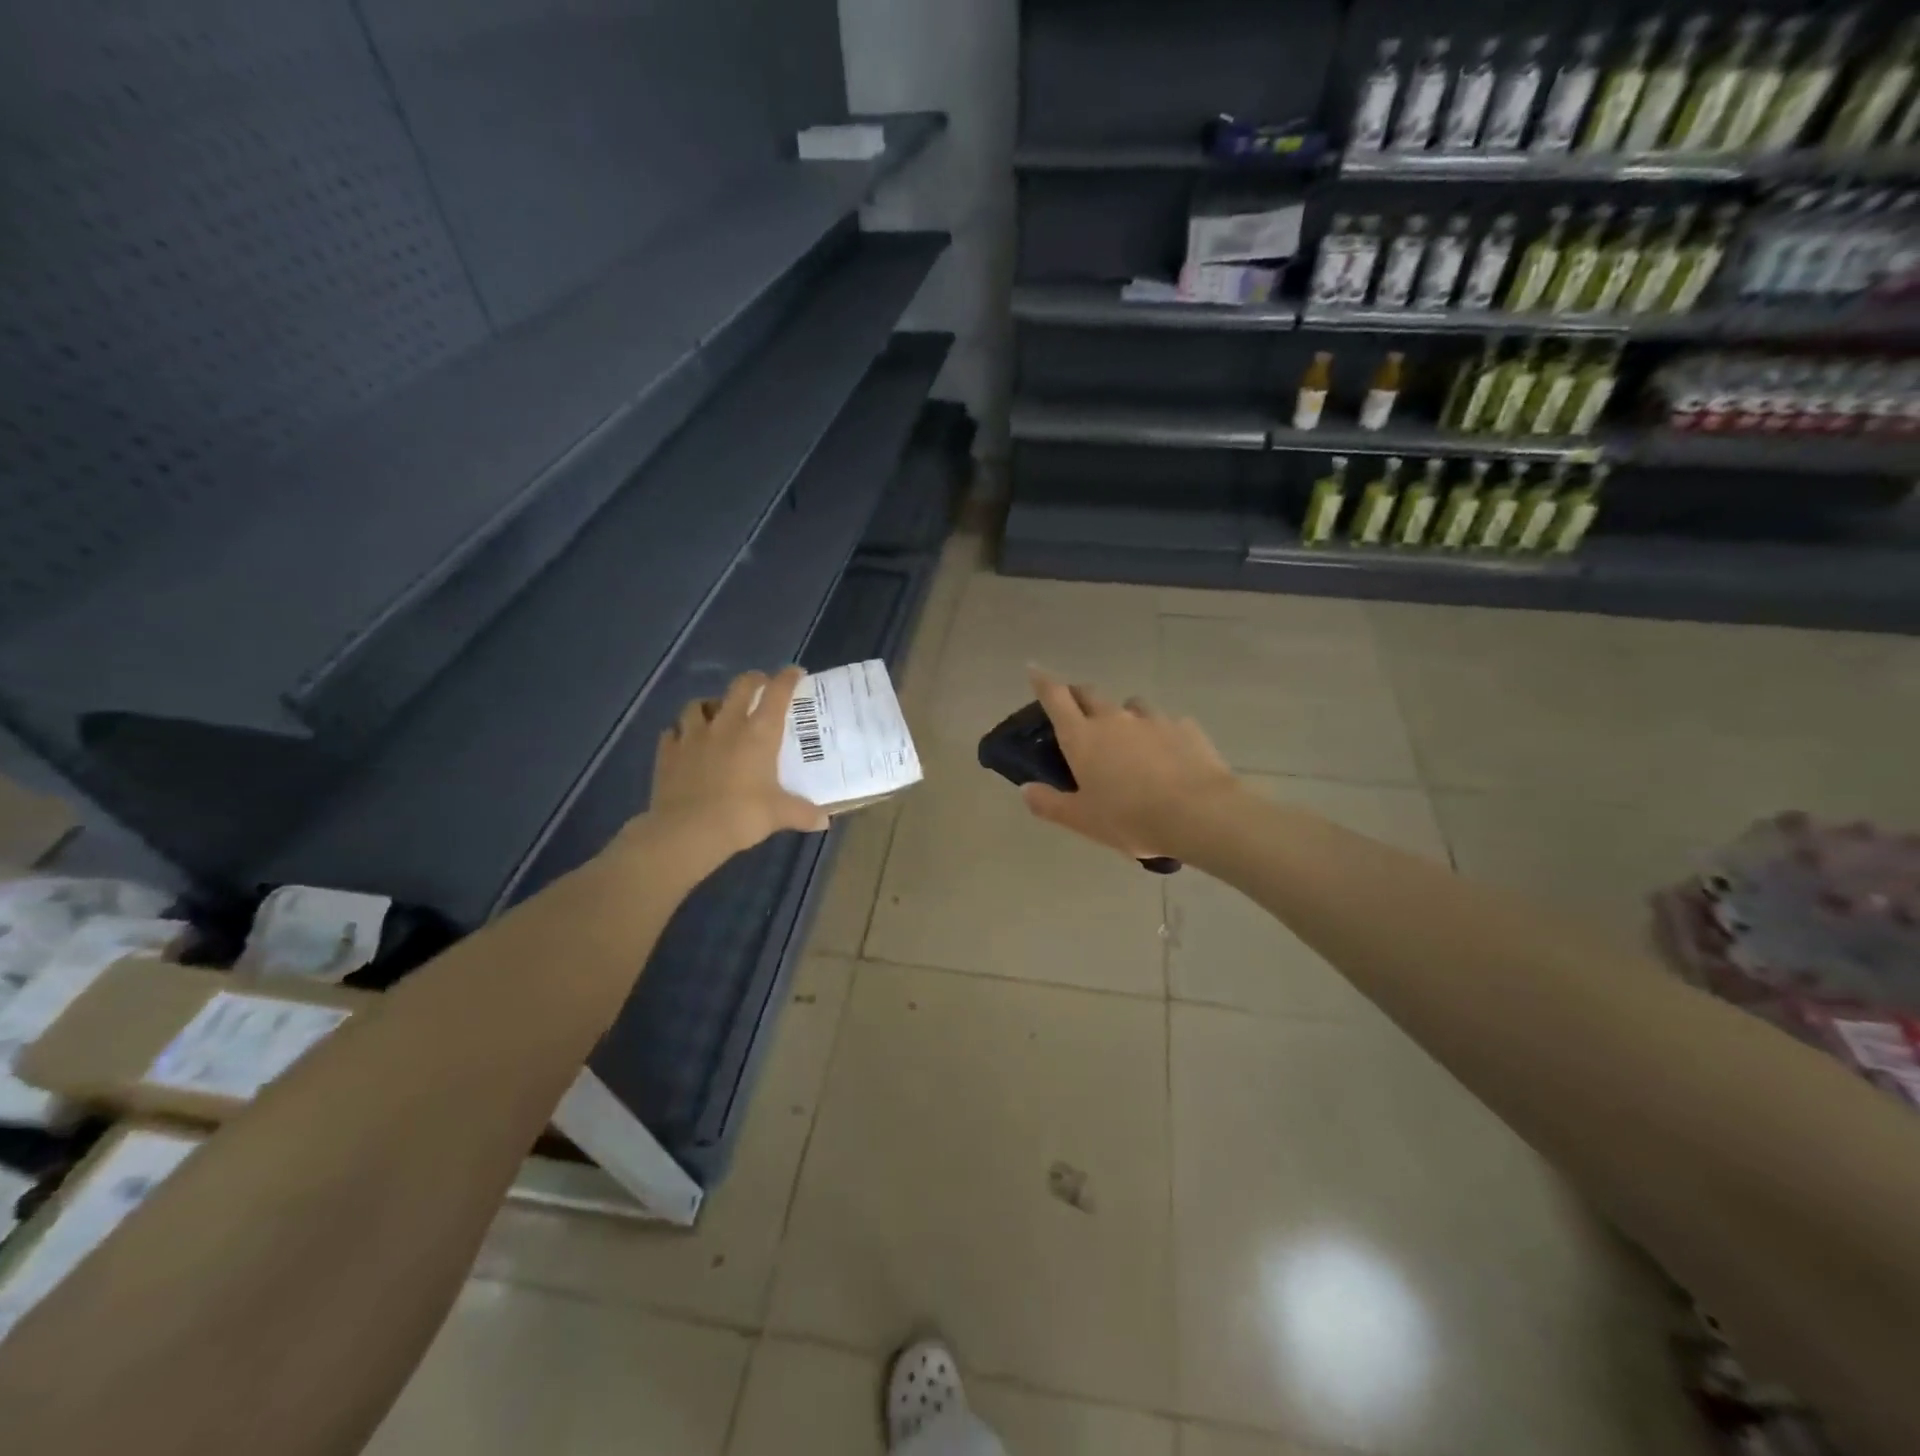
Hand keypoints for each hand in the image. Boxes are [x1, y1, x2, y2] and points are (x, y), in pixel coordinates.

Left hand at [639, 667, 829, 867]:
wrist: (687, 831)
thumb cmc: (742, 816)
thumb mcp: (779, 815)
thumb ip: (803, 813)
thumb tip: (824, 820)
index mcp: (758, 734)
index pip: (777, 693)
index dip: (787, 678)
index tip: (795, 673)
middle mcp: (726, 725)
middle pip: (739, 687)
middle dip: (753, 680)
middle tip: (760, 685)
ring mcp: (692, 736)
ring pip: (699, 704)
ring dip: (710, 704)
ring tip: (716, 713)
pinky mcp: (668, 752)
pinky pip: (672, 732)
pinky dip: (681, 733)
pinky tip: (685, 742)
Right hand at [1021, 667, 1238, 860]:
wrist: (1198, 814)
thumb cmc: (1129, 818)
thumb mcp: (1082, 820)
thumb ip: (1050, 803)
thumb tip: (1026, 789)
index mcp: (1082, 737)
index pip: (1055, 697)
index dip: (1042, 681)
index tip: (1034, 669)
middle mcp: (1114, 719)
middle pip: (1089, 694)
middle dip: (1078, 696)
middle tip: (1076, 710)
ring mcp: (1152, 719)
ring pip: (1130, 705)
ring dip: (1122, 714)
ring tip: (1127, 737)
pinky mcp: (1185, 727)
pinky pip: (1165, 722)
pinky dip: (1158, 732)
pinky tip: (1166, 754)